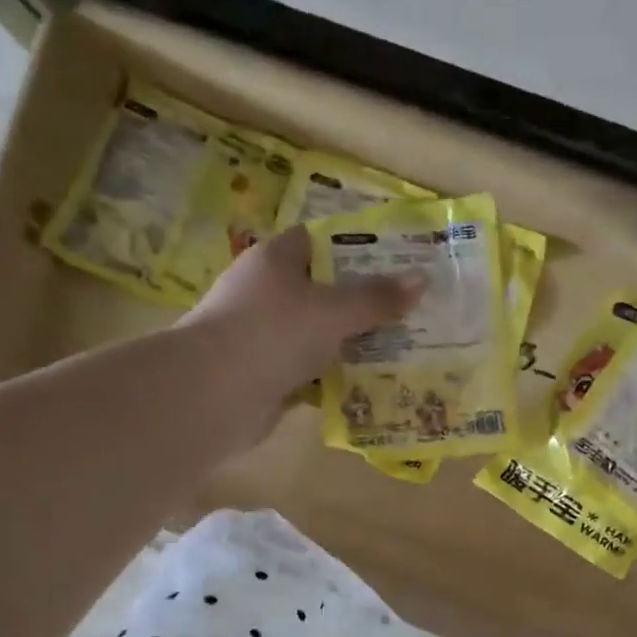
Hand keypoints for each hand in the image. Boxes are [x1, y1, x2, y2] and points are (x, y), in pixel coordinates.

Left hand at [179, 224, 423, 421]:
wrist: (214, 395)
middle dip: (362, 303)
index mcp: (275, 260)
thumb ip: (376, 298)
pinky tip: (370, 387)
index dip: (355, 248)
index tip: (396, 262)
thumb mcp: (333, 310)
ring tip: (401, 351)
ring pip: (318, 336)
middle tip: (409, 312)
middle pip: (322, 292)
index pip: (318, 241)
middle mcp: (266, 294)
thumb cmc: (273, 333)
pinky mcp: (266, 376)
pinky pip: (310, 373)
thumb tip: (422, 279)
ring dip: (351, 345)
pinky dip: (335, 380)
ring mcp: (264, 337)